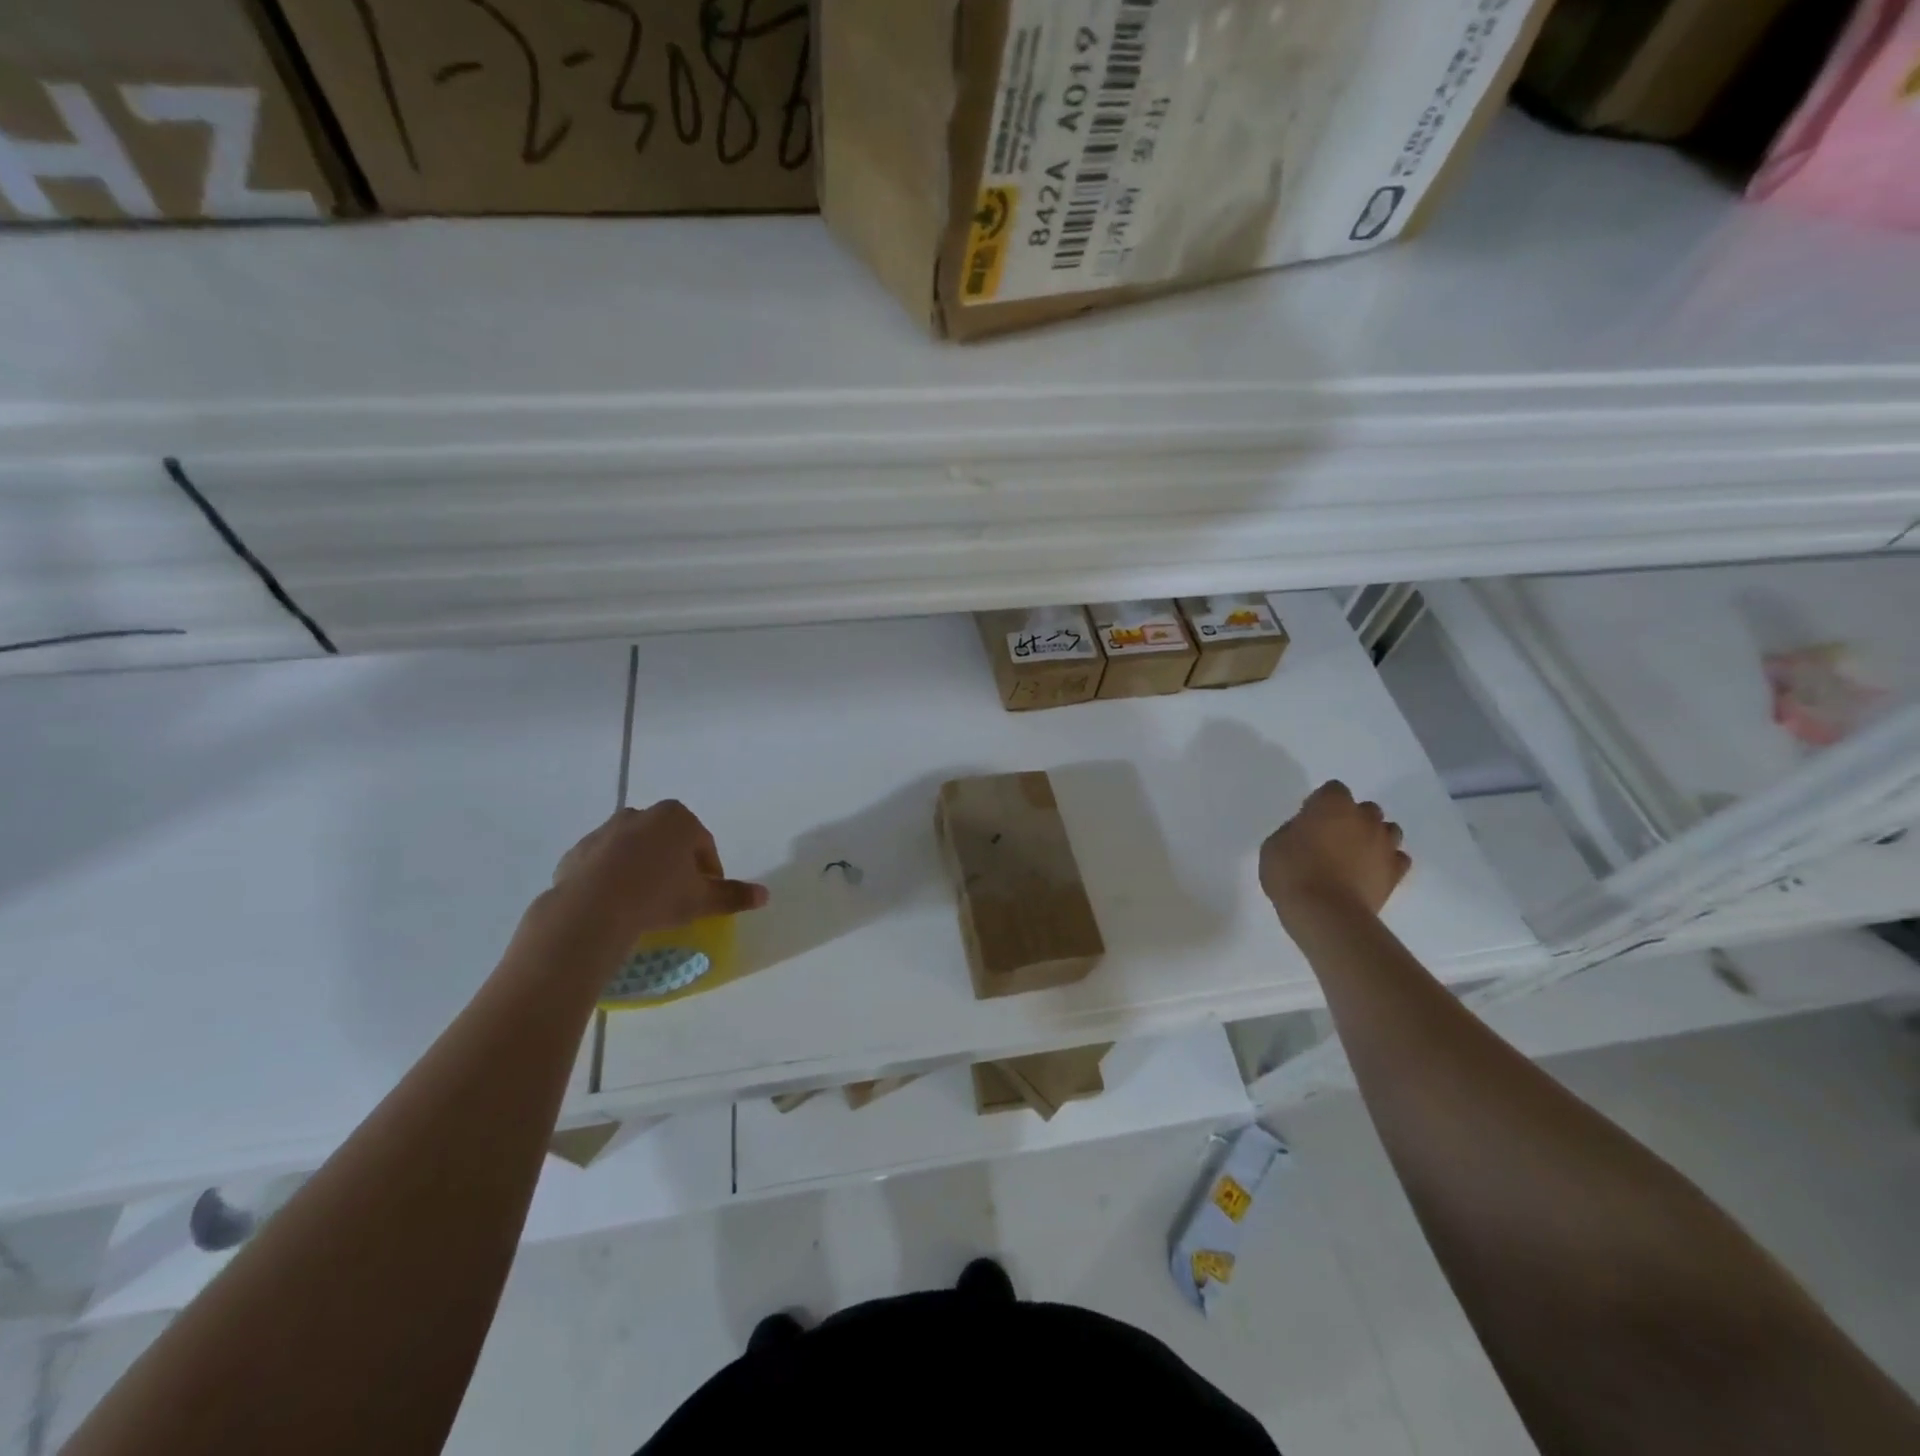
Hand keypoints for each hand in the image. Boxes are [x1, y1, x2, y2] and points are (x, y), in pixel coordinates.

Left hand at [541, 801, 767, 950]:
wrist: (591, 910)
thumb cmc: (658, 896)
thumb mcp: (702, 899)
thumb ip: (733, 895)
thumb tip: (766, 896)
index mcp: (677, 818)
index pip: (703, 844)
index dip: (708, 871)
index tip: (705, 895)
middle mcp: (641, 814)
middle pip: (668, 841)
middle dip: (674, 864)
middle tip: (676, 897)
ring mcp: (605, 830)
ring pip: (634, 849)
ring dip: (642, 868)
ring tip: (643, 902)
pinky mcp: (577, 851)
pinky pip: (603, 863)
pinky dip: (611, 877)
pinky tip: (614, 904)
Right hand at [1260, 780, 1409, 921]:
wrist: (1326, 914)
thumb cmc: (1293, 873)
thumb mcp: (1274, 845)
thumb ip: (1294, 831)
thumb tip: (1306, 832)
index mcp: (1332, 805)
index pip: (1333, 789)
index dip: (1320, 804)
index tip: (1308, 821)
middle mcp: (1364, 818)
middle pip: (1365, 809)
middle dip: (1351, 819)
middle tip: (1331, 839)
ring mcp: (1384, 845)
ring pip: (1387, 830)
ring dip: (1373, 838)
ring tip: (1354, 856)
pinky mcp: (1396, 872)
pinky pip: (1397, 858)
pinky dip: (1386, 862)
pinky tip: (1370, 873)